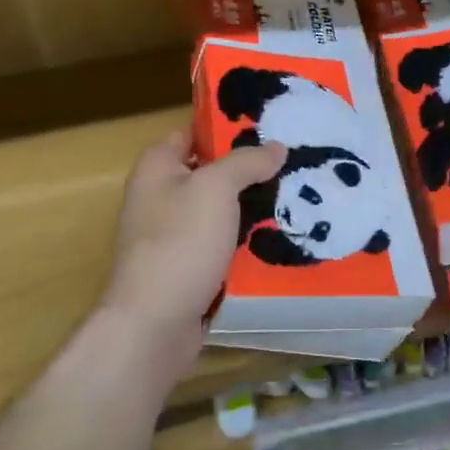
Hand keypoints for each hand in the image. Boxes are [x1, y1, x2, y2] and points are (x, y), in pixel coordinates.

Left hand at [100, 128, 284, 374]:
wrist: (154, 323)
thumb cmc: (180, 242)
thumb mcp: (217, 188)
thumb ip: (246, 162)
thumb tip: (276, 147)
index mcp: (157, 166)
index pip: (194, 132)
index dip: (228, 126)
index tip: (269, 126)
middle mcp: (159, 195)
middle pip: (210, 172)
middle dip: (248, 169)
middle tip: (292, 163)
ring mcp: (171, 234)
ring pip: (219, 210)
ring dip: (251, 207)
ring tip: (295, 197)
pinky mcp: (185, 267)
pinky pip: (220, 243)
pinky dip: (244, 240)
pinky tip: (277, 237)